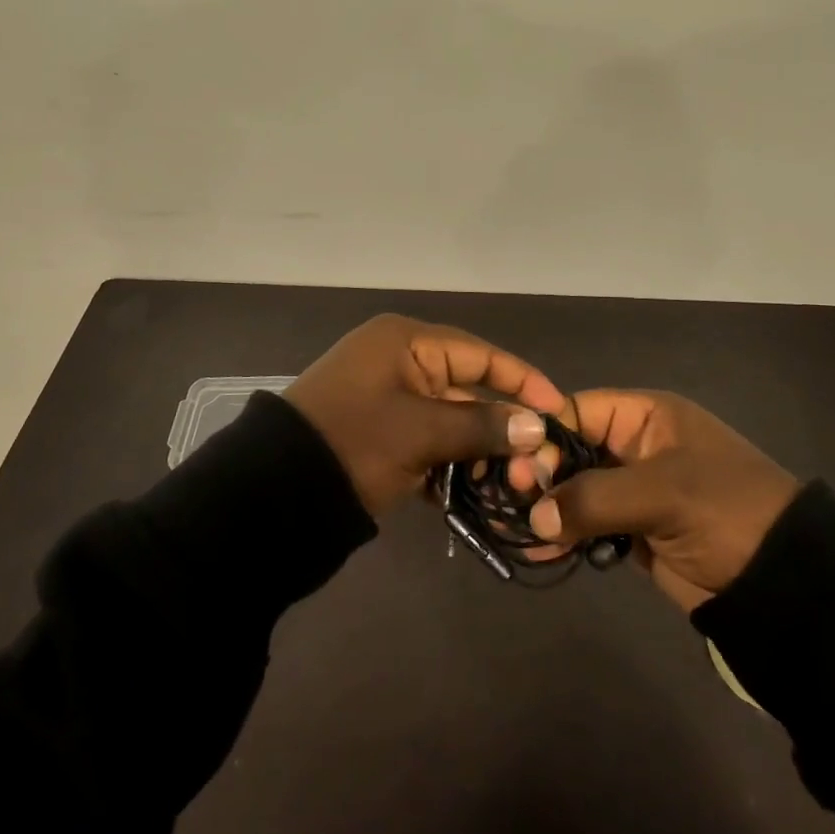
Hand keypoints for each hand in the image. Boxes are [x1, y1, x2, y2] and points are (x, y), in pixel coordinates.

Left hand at [284, 314, 564, 516]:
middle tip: (539, 459)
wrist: (276, 491)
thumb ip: (480, 425)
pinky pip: (429, 439)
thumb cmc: (354, 442)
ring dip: (478, 449)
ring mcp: (390, 397)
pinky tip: (474, 490)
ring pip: (450, 418)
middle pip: (467, 387)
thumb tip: (537, 426)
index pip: (479, 353)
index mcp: (406, 342)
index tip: (558, 408)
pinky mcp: (383, 431)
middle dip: (501, 424)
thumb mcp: (420, 432)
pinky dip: (449, 461)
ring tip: (513, 481)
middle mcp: (401, 361)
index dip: (521, 379)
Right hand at [523, 389, 800, 610]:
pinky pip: (589, 523)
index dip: (545, 434)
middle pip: (571, 449)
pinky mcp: (635, 529)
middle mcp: (635, 446)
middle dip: (541, 472)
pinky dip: (566, 533)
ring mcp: (634, 489)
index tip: (519, 466)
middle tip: (515, 499)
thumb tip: (535, 515)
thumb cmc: (726, 512)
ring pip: (576, 488)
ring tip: (517, 527)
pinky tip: (541, 549)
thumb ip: (595, 497)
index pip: (578, 410)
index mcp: (646, 417)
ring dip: (548, 506)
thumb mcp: (663, 493)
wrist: (785, 583)